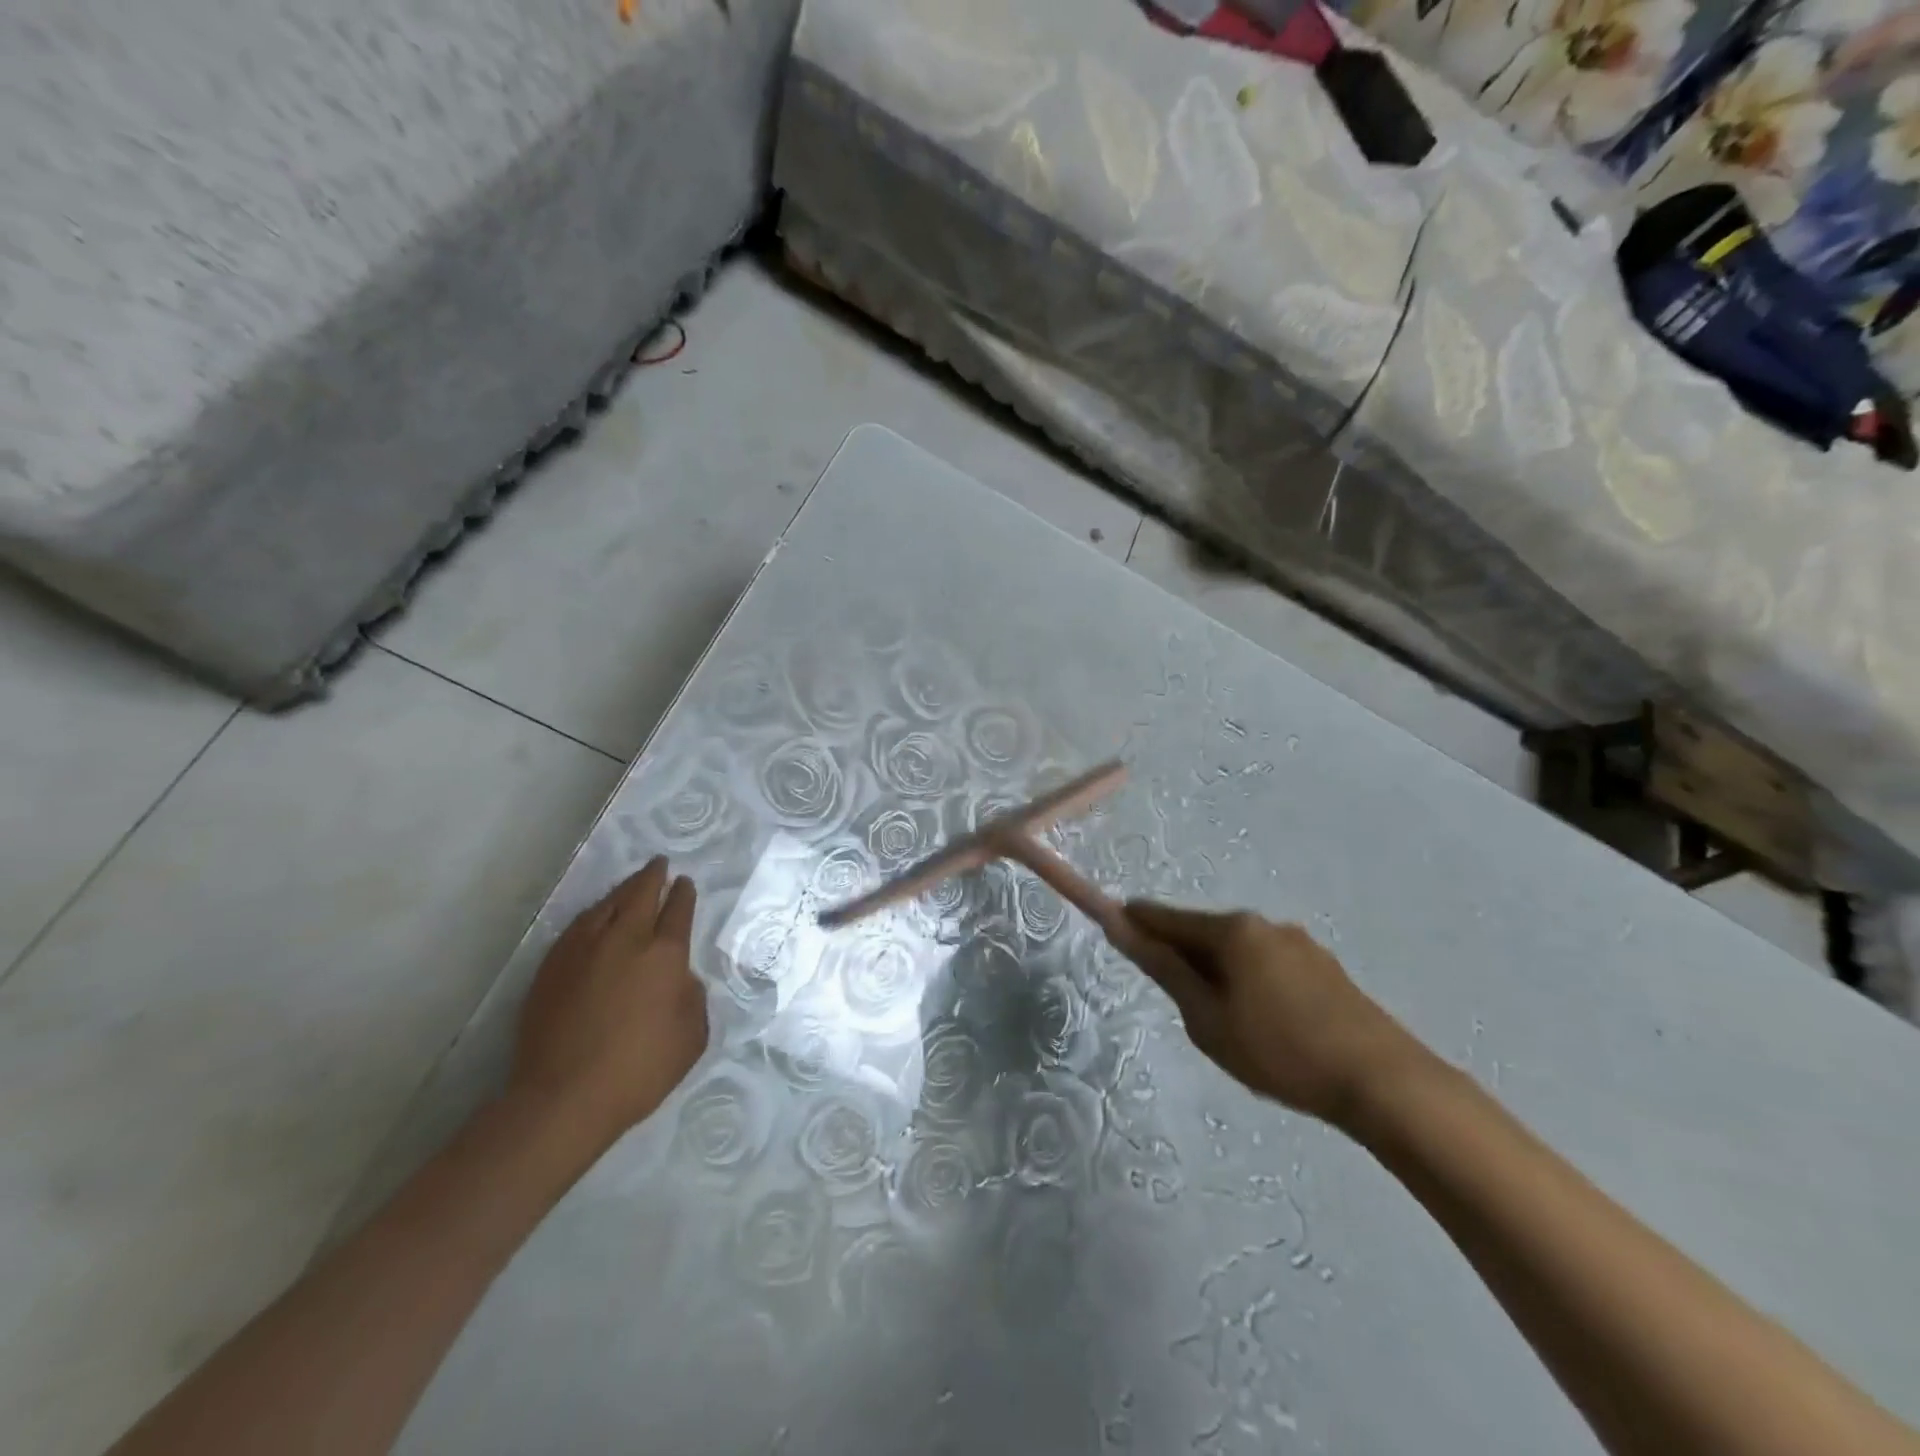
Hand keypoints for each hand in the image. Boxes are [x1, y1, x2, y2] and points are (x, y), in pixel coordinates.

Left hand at [508, 857, 708, 1146]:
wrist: (563, 1097)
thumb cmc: (639, 1070)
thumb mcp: (691, 1037)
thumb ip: (693, 998)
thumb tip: (680, 978)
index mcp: (665, 955)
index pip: (678, 911)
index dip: (684, 894)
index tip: (685, 882)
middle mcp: (625, 940)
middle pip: (641, 894)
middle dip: (654, 876)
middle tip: (660, 864)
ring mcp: (584, 949)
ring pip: (607, 904)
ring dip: (623, 890)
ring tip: (631, 884)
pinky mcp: (552, 966)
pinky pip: (579, 926)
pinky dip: (594, 913)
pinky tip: (597, 916)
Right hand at [1120, 902, 1417, 1127]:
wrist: (1384, 1083)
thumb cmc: (1280, 1052)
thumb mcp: (1207, 1019)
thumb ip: (1165, 970)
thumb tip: (1122, 927)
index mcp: (1232, 931)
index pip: (1167, 917)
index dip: (1136, 922)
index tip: (1114, 929)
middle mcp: (1264, 924)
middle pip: (1204, 932)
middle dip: (1182, 955)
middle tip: (1177, 1001)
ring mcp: (1299, 944)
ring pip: (1238, 951)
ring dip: (1219, 971)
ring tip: (1226, 1023)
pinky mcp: (1324, 968)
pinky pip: (1268, 964)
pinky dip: (1250, 980)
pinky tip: (1264, 1023)